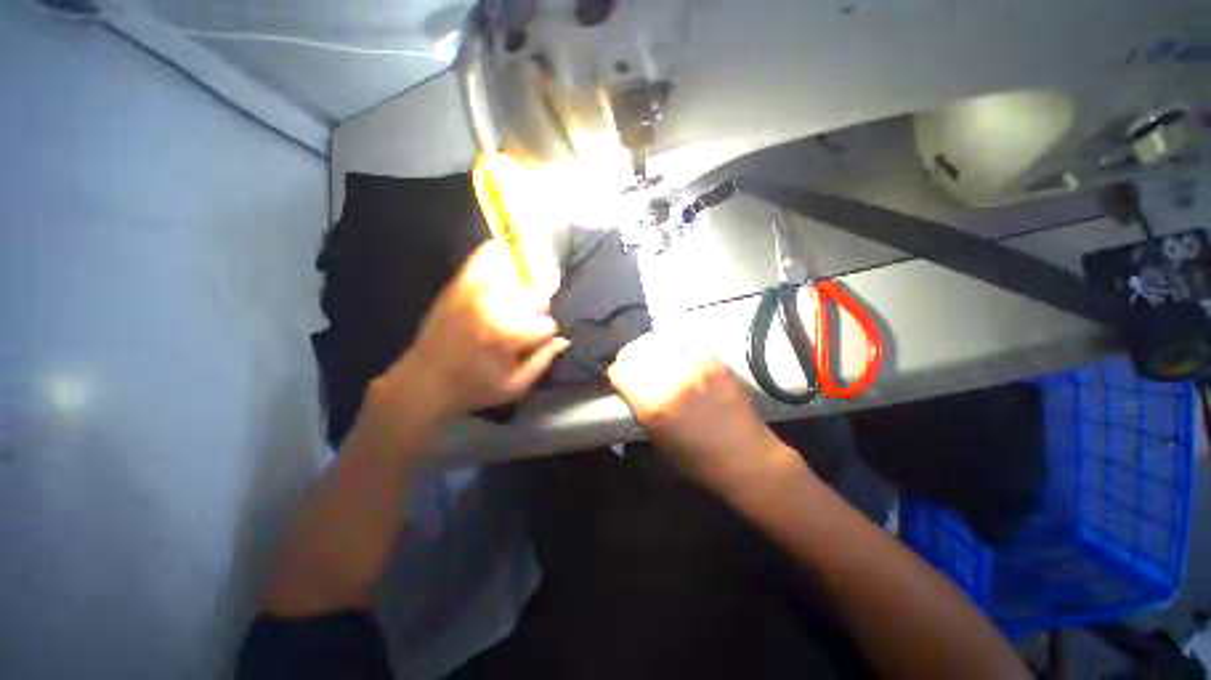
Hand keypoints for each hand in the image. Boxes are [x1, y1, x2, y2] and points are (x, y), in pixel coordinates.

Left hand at [378, 241, 568, 423]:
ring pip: (517, 274)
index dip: (545, 335)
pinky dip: (499, 253)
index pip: (547, 324)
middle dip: (537, 310)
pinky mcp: (459, 284)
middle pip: (535, 296)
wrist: (424, 382)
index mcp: (508, 335)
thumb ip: (543, 362)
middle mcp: (493, 306)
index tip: (534, 343)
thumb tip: (563, 340)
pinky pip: (484, 256)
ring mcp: (474, 291)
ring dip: (525, 285)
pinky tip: (506, 258)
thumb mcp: (515, 387)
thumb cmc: (472, 389)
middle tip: (526, 323)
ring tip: (519, 297)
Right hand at [607, 333, 793, 491]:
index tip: (618, 373)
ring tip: (653, 353)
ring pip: (661, 342)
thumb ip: (643, 411)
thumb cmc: (698, 461)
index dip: (616, 371)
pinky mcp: (714, 363)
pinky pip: (686, 345)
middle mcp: (670, 382)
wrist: (746, 458)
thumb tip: (635, 389)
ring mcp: (694, 369)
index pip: (621, 372)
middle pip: (638, 352)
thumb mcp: (658, 442)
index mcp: (652, 406)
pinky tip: (678, 356)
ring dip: (652, 347)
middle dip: (630, 355)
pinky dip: (677, 348)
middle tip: (633, 360)